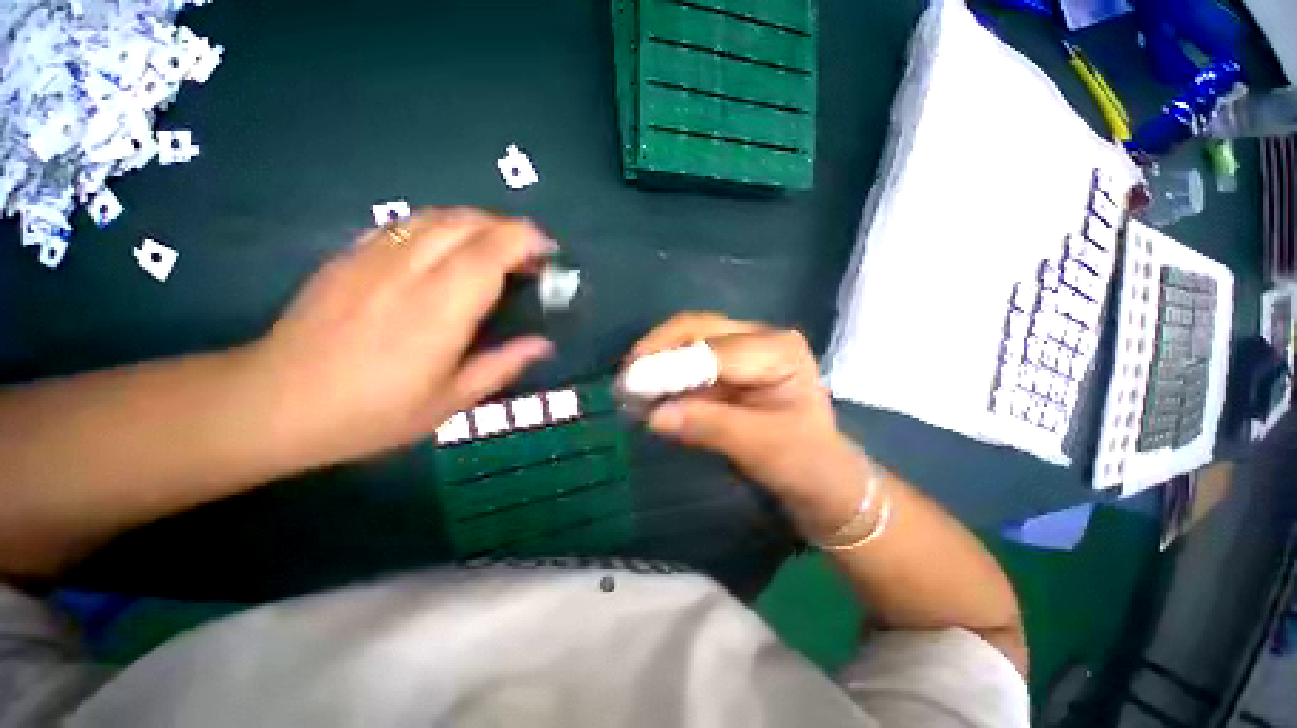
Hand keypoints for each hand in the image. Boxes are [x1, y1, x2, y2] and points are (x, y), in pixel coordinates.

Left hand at [252, 208, 555, 466]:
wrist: (274, 403)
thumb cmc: (371, 413)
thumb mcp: (450, 402)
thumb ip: (502, 366)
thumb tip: (543, 345)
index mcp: (438, 311)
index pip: (489, 252)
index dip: (524, 241)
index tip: (548, 252)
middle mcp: (407, 272)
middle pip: (466, 223)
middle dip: (507, 228)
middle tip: (528, 256)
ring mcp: (373, 258)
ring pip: (436, 216)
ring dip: (477, 224)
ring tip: (495, 250)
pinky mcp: (350, 256)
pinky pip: (406, 224)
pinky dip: (441, 227)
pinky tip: (447, 251)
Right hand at [627, 312, 854, 498]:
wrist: (820, 477)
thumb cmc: (804, 462)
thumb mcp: (761, 447)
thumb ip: (709, 426)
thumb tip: (654, 415)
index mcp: (779, 349)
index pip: (717, 350)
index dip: (672, 366)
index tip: (632, 386)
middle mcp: (758, 337)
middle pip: (697, 329)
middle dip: (657, 351)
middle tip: (625, 381)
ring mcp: (740, 348)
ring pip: (687, 339)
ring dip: (655, 359)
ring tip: (629, 386)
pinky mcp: (725, 365)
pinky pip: (686, 359)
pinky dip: (663, 373)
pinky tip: (646, 390)